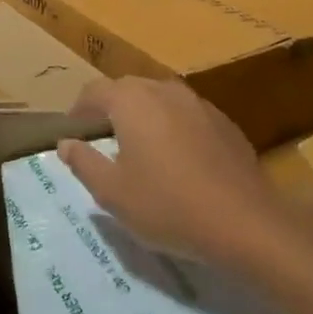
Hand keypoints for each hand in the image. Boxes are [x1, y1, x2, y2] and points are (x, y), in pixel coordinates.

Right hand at [57, 77, 312, 269]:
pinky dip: (172, 128)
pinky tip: (177, 162)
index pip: (93, 91)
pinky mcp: (225, 122)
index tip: (72, 136)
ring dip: (143, 118)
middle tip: (101, 143)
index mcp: (132, 101)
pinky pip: (186, 116)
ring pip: (159, 100)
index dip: (77, 111)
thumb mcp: (111, 192)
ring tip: (138, 151)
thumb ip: (83, 162)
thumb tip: (66, 143)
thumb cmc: (167, 206)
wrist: (245, 223)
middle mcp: (165, 90)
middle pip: (127, 90)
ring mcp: (199, 104)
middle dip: (109, 111)